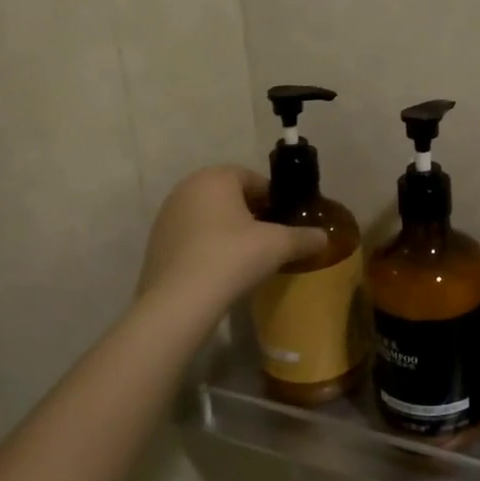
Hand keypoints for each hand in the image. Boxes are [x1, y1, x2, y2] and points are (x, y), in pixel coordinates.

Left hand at [137, 167, 326, 311]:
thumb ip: (304, 237)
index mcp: (215, 177)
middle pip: (230, 197)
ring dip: (229, 231)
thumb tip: (323, 237)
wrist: (179, 302)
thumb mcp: (279, 245)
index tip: (286, 223)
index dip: (275, 200)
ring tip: (247, 258)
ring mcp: (167, 217)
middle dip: (252, 215)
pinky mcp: (156, 244)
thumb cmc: (232, 258)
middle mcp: (186, 188)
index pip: (254, 180)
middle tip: (270, 240)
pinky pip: (193, 238)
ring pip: (210, 218)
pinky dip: (209, 247)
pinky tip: (221, 271)